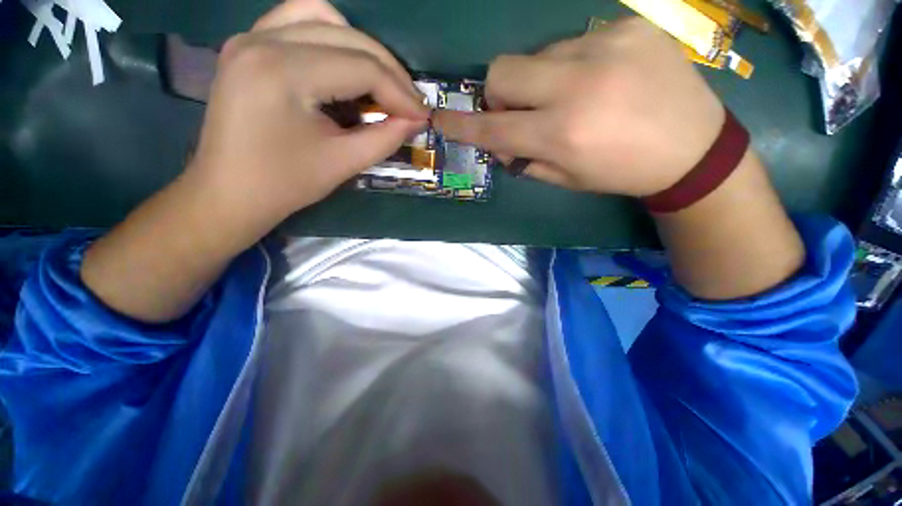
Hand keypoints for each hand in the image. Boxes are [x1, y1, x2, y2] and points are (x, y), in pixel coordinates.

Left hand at [81, 0, 430, 322]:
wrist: (222, 197)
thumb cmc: (278, 188)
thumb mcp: (341, 164)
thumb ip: (381, 137)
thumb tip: (414, 120)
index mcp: (283, 73)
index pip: (363, 67)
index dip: (400, 91)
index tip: (424, 116)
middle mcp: (263, 41)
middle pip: (349, 37)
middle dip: (389, 72)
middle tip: (410, 105)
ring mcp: (251, 38)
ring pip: (325, 17)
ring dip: (363, 52)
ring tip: (381, 89)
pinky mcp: (250, 47)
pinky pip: (302, 22)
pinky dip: (335, 42)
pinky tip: (346, 75)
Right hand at [433, 18, 724, 196]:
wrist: (693, 149)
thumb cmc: (620, 173)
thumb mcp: (565, 178)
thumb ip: (523, 160)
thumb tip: (498, 142)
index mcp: (561, 135)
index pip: (493, 130)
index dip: (462, 126)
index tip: (440, 120)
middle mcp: (577, 87)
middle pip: (502, 72)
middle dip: (498, 95)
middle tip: (520, 111)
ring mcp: (604, 48)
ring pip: (536, 57)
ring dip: (539, 81)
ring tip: (572, 97)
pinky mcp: (628, 27)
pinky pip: (573, 43)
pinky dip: (572, 65)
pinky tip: (601, 80)